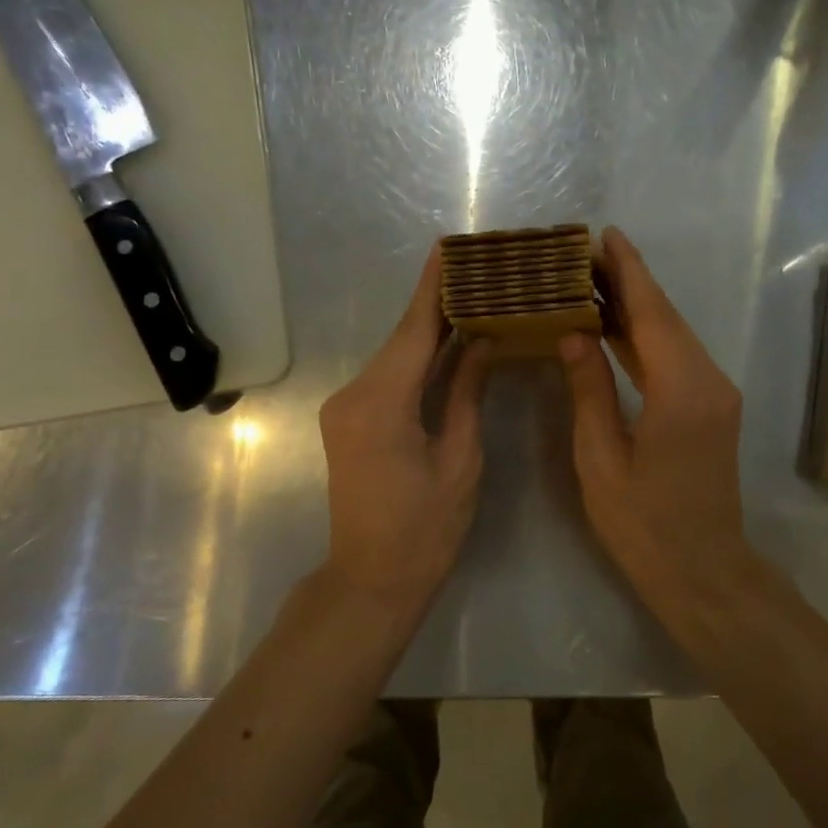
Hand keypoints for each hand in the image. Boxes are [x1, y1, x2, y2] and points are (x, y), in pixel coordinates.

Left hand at [319, 245, 492, 604]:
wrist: (371, 580)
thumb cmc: (426, 529)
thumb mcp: (460, 458)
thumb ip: (467, 393)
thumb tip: (483, 342)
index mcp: (381, 403)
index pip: (413, 331)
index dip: (432, 288)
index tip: (448, 247)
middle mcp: (352, 395)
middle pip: (402, 339)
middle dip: (438, 304)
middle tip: (478, 269)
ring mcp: (344, 407)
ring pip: (395, 357)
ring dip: (429, 330)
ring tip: (471, 296)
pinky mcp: (348, 420)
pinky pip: (388, 377)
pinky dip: (417, 359)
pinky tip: (446, 342)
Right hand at [558, 227, 754, 601]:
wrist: (703, 570)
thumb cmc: (643, 524)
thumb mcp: (600, 459)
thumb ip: (589, 390)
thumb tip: (573, 334)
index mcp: (681, 391)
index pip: (651, 314)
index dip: (628, 271)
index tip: (605, 235)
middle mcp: (709, 381)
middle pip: (666, 317)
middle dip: (629, 281)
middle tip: (585, 254)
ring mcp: (716, 394)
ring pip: (673, 335)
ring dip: (637, 307)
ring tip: (593, 281)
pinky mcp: (713, 407)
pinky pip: (677, 358)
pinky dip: (647, 337)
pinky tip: (616, 328)